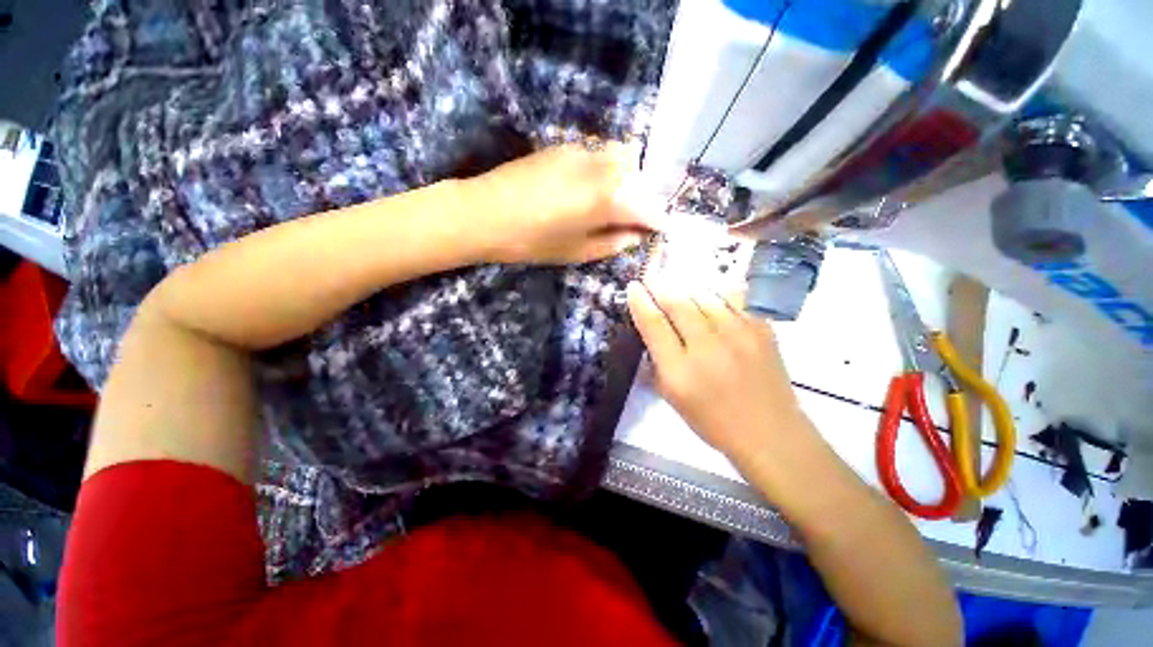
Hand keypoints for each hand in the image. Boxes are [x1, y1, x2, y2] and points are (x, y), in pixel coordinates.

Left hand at [469, 143, 662, 264]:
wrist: (484, 213)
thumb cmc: (532, 241)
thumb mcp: (577, 251)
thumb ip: (613, 242)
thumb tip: (636, 235)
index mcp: (608, 198)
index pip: (648, 207)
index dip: (658, 220)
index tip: (661, 229)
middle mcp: (602, 167)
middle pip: (639, 177)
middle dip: (643, 198)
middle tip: (635, 220)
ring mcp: (582, 151)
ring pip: (621, 159)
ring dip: (626, 181)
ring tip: (614, 204)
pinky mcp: (564, 146)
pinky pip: (599, 155)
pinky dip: (606, 171)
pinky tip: (590, 189)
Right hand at [625, 278, 811, 463]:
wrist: (769, 431)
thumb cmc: (712, 420)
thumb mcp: (672, 397)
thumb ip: (657, 361)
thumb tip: (651, 327)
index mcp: (680, 371)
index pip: (654, 324)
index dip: (640, 301)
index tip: (634, 286)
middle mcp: (708, 347)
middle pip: (678, 303)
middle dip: (660, 286)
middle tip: (651, 276)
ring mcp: (739, 334)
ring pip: (704, 294)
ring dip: (686, 287)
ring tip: (677, 285)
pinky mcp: (762, 328)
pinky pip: (733, 297)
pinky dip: (716, 291)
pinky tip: (709, 293)